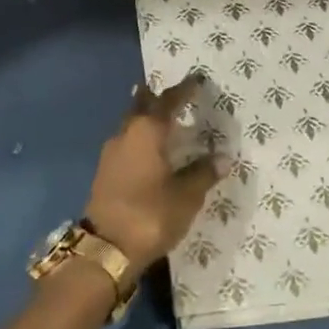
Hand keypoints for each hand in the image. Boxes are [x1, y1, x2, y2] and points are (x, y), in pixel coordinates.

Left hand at [85, 74, 223, 279]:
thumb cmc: (150, 214)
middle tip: (171, 92)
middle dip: (155, 98)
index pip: (168, 101)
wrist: (106, 248)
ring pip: (130, 124)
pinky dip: (139, 138)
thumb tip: (222, 157)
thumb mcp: (186, 196)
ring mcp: (111, 153)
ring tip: (161, 117)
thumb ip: (203, 173)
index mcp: (147, 132)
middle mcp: (126, 134)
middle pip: (141, 107)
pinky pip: (126, 142)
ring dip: (145, 118)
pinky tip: (148, 148)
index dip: (184, 91)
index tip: (197, 80)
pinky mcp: (105, 172)